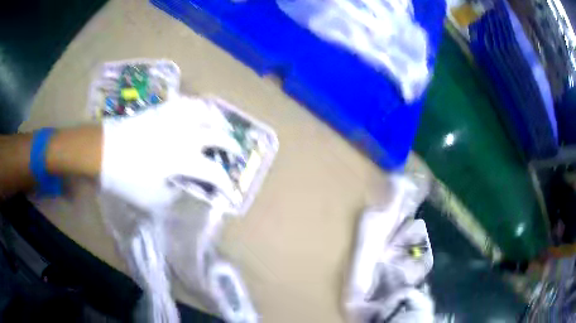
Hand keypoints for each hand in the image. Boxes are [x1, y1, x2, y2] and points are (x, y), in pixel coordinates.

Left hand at [100, 96, 241, 211]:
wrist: (102, 150)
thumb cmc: (125, 177)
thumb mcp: (150, 199)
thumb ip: (172, 196)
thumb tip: (181, 188)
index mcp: (183, 159)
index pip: (214, 173)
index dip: (226, 184)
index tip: (230, 191)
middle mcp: (184, 135)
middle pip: (217, 135)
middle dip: (231, 145)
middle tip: (235, 151)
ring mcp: (173, 118)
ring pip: (204, 111)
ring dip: (217, 119)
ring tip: (220, 125)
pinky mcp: (161, 109)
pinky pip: (184, 101)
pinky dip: (196, 106)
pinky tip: (196, 110)